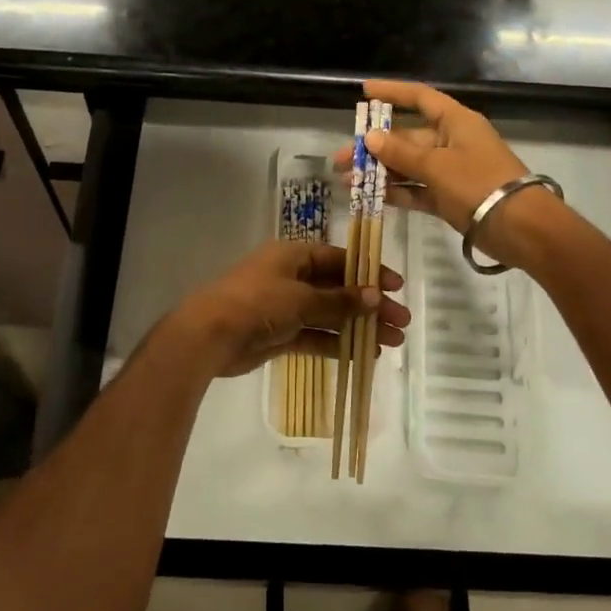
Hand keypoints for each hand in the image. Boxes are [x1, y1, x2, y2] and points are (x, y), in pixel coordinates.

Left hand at [170, 239, 407, 378]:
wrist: (209, 335)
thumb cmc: (257, 303)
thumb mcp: (301, 298)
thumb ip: (338, 301)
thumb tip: (374, 296)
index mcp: (293, 256)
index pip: (339, 259)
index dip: (368, 272)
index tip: (396, 287)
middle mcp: (291, 277)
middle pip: (338, 289)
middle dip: (369, 304)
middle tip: (401, 321)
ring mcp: (285, 307)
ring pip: (330, 315)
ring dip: (358, 326)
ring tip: (392, 341)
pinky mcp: (280, 334)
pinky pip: (316, 336)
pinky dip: (337, 344)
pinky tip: (363, 354)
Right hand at [333, 79, 564, 268]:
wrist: (521, 228)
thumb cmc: (479, 184)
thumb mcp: (437, 165)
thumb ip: (401, 152)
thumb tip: (370, 138)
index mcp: (455, 122)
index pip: (420, 98)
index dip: (392, 93)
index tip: (364, 92)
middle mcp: (451, 142)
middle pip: (407, 137)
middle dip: (373, 148)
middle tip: (340, 159)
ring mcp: (450, 171)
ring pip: (408, 165)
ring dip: (379, 172)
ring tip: (347, 181)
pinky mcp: (449, 198)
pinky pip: (417, 189)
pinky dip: (396, 192)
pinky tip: (370, 196)